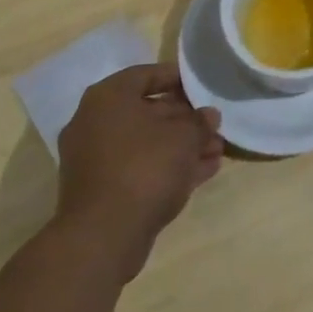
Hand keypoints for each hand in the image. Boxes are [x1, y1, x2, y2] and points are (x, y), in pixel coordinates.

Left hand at [55, 63, 223, 283]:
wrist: (103, 237)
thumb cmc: (144, 168)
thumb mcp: (184, 137)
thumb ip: (200, 121)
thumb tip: (209, 116)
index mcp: (108, 98)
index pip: (148, 74)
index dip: (179, 78)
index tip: (203, 86)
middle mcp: (95, 123)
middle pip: (148, 111)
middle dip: (185, 119)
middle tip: (214, 124)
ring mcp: (95, 159)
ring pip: (147, 144)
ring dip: (182, 146)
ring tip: (217, 150)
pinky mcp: (101, 191)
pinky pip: (140, 168)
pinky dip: (168, 168)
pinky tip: (203, 171)